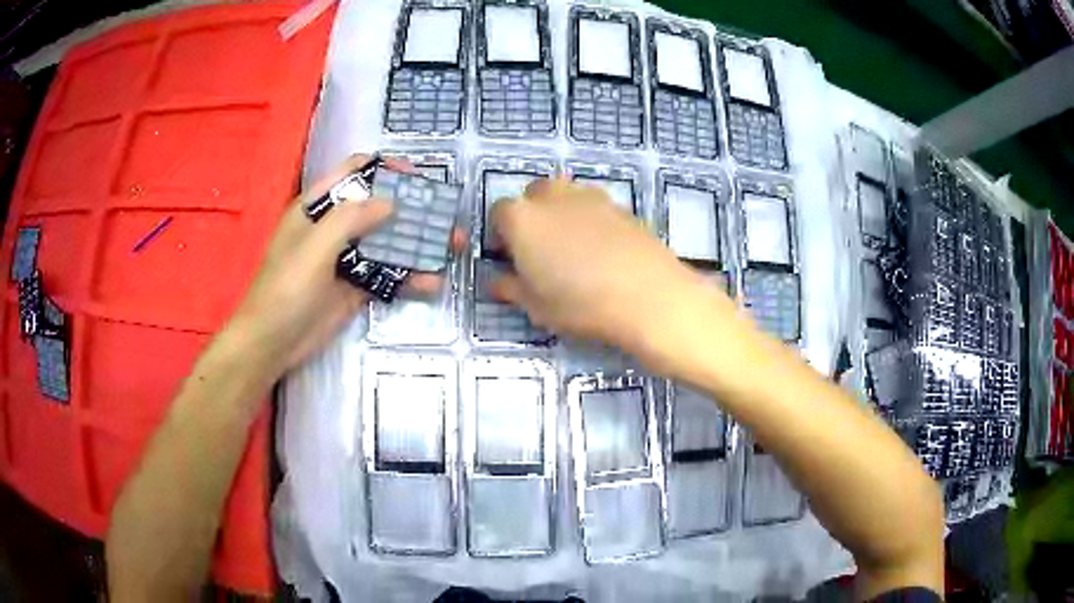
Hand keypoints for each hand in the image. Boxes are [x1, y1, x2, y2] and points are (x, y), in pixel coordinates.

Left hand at [228, 154, 460, 371]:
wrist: (272, 344)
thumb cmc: (284, 290)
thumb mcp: (313, 249)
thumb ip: (349, 220)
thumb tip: (390, 202)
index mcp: (318, 207)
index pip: (354, 173)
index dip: (385, 168)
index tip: (417, 178)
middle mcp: (334, 227)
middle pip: (378, 206)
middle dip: (413, 209)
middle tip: (445, 216)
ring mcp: (346, 258)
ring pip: (388, 241)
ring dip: (418, 243)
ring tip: (453, 248)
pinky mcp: (356, 286)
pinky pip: (388, 275)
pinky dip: (410, 277)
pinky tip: (432, 283)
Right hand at [492, 177, 727, 358]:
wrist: (648, 295)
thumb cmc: (580, 304)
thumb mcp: (536, 306)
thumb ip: (511, 288)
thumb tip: (496, 282)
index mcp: (522, 218)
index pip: (499, 213)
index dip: (501, 235)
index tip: (509, 257)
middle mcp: (553, 197)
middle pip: (533, 195)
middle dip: (531, 216)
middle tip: (540, 251)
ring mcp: (590, 197)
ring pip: (565, 195)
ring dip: (560, 213)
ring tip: (573, 248)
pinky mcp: (620, 205)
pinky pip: (594, 206)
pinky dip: (590, 220)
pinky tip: (602, 250)